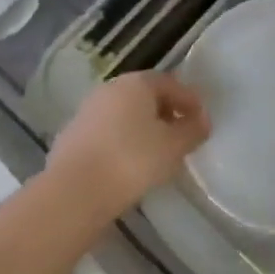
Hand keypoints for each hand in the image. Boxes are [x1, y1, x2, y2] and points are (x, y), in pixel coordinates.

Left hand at [48, 72, 209, 223]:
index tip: (201, 120)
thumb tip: (202, 120)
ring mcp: (87, 110)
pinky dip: (122, 141)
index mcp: (136, 83)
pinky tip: (128, 163)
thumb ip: (192, 130)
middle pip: (144, 95)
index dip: (189, 100)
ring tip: (156, 152)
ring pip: (123, 113)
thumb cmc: (132, 160)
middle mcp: (110, 88)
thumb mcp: (173, 147)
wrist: (75, 190)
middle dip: (165, 111)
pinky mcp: (72, 135)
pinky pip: (107, 132)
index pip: (169, 83)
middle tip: (180, 134)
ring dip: (142, 127)